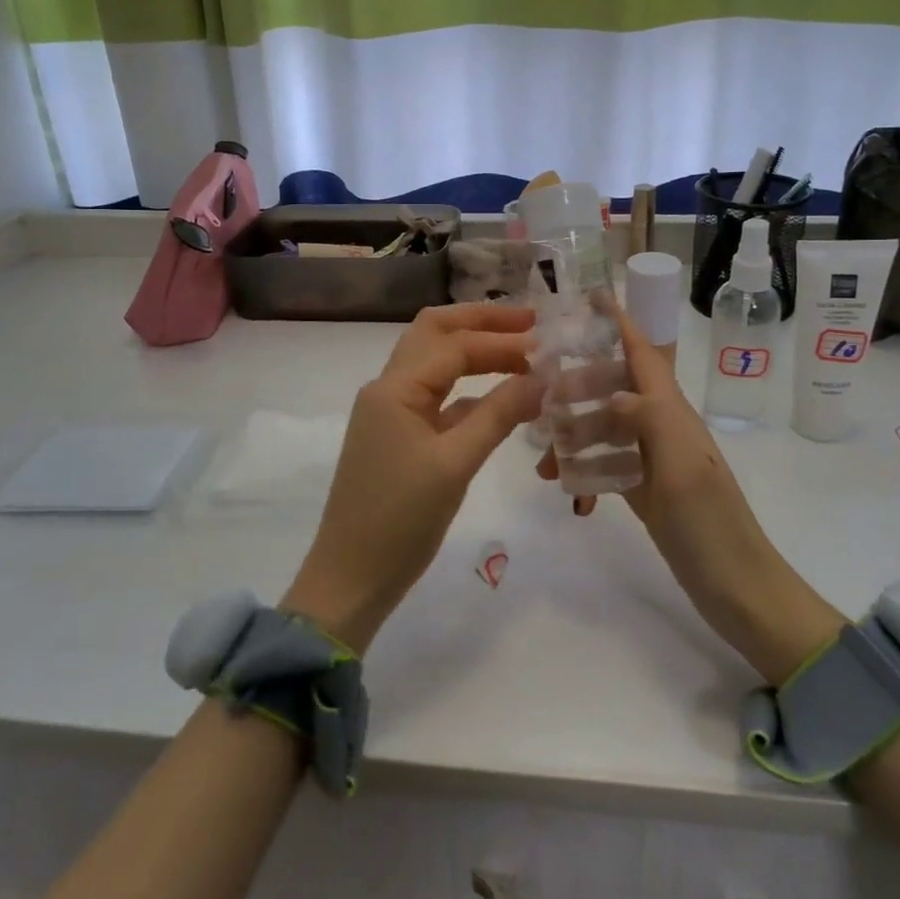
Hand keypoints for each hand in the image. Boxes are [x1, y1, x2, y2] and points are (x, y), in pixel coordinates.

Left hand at [284, 303, 540, 651]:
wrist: (352, 576)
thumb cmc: (401, 518)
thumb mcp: (456, 463)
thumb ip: (499, 414)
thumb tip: (542, 378)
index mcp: (395, 388)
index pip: (455, 345)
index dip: (502, 340)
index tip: (547, 341)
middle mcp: (388, 388)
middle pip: (435, 333)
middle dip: (481, 322)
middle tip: (530, 323)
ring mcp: (392, 412)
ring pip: (435, 363)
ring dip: (475, 351)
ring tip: (522, 352)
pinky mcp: (400, 436)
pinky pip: (438, 398)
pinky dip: (469, 389)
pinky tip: (502, 397)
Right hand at [537, 312, 844, 684]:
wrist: (735, 585)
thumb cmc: (710, 522)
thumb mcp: (681, 464)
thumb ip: (648, 418)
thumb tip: (611, 390)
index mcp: (672, 411)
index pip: (642, 353)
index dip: (618, 323)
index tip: (588, 298)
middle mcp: (661, 426)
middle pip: (614, 386)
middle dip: (577, 383)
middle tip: (537, 393)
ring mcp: (653, 458)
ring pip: (605, 427)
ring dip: (573, 434)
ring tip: (540, 458)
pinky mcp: (645, 488)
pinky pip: (606, 464)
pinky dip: (584, 469)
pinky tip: (566, 488)